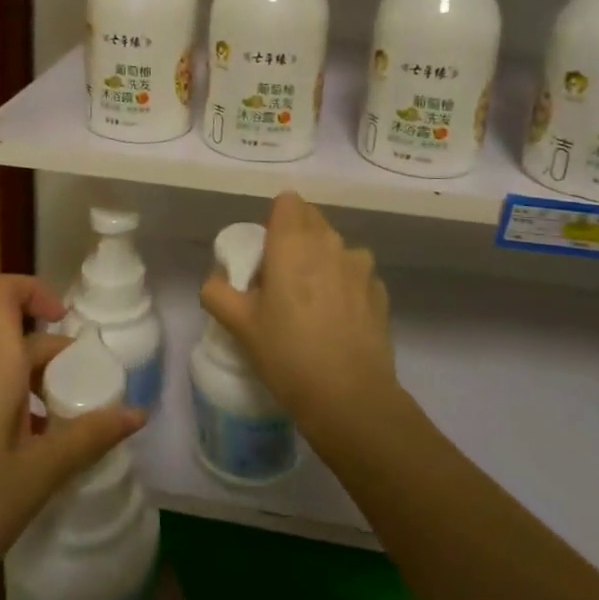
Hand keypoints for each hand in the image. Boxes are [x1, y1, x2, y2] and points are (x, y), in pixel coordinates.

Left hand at [0, 275, 143, 599]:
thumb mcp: (37, 477)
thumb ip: (88, 438)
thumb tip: (137, 412)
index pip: (0, 292)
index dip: (35, 291)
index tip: (68, 325)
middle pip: (14, 339)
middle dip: (57, 360)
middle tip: (90, 403)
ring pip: (1, 372)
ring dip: (37, 390)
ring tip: (63, 438)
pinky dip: (13, 411)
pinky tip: (26, 462)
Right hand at [199, 193, 394, 433]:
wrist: (350, 398)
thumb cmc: (287, 353)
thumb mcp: (238, 324)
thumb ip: (217, 291)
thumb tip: (218, 277)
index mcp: (293, 242)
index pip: (287, 201)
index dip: (275, 220)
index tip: (266, 252)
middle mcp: (331, 242)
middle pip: (312, 220)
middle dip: (296, 238)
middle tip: (281, 279)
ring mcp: (361, 266)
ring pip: (336, 248)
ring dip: (323, 261)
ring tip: (311, 304)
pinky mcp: (380, 291)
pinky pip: (355, 274)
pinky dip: (345, 286)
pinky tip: (337, 322)